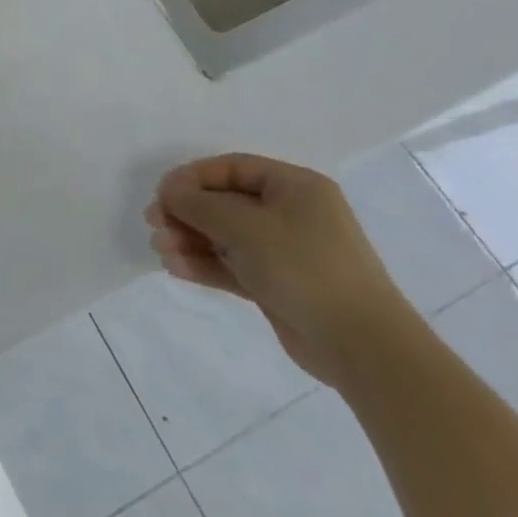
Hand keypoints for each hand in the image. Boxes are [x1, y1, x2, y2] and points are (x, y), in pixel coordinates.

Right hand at [145, 154, 419, 386]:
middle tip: (154, 223)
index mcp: (294, 187)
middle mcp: (291, 213)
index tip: (162, 195)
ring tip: (161, 250)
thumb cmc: (304, 267)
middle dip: (186, 213)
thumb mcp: (244, 226)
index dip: (192, 178)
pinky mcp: (278, 285)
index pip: (231, 168)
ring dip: (190, 240)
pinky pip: (233, 265)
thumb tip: (169, 192)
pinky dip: (205, 264)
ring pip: (225, 236)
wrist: (363, 348)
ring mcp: (285, 251)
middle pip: (224, 202)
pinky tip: (176, 268)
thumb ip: (199, 204)